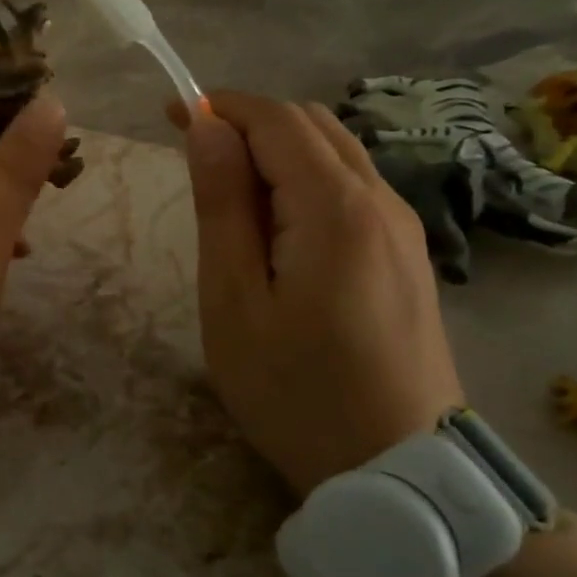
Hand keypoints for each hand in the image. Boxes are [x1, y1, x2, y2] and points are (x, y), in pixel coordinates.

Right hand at [168, 93, 463, 495]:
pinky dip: (305, 182)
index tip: (169, 115)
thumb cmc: (295, 390)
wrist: (399, 471)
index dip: (220, 105)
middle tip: (193, 159)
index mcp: (334, 208)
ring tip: (228, 198)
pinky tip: (277, 230)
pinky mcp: (408, 256)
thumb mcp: (233, 300)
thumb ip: (222, 206)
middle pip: (311, 125)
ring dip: (277, 152)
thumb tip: (206, 130)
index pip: (276, 119)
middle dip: (247, 123)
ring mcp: (403, 229)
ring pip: (336, 154)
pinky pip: (352, 189)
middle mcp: (380, 201)